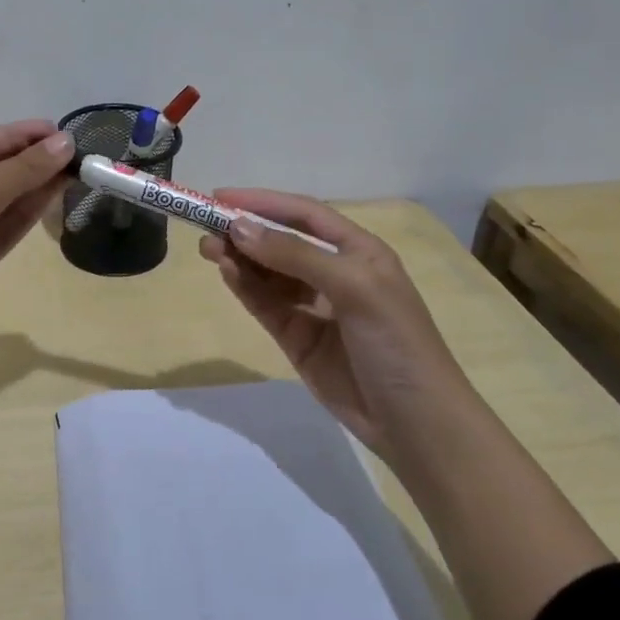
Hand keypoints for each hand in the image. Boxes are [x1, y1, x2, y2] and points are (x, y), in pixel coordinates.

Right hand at [197, 191, 475, 459]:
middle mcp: (334, 272)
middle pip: (281, 241)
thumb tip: (239, 228)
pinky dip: (244, 287)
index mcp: (358, 251)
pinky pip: (265, 304)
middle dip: (245, 231)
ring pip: (268, 273)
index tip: (220, 197)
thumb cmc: (396, 342)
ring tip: (208, 249)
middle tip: (205, 226)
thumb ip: (295, 256)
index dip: (263, 202)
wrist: (415, 422)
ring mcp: (313, 306)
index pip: (304, 214)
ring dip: (240, 258)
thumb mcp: (354, 287)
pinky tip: (226, 273)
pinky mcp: (296, 337)